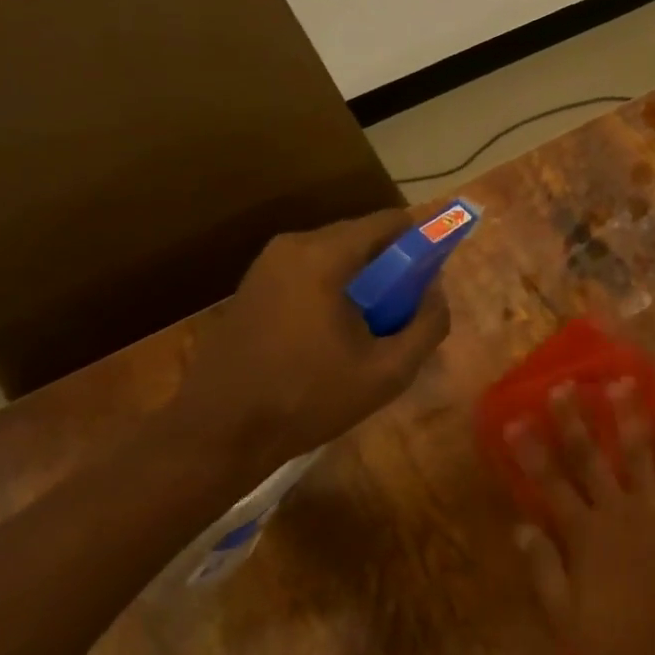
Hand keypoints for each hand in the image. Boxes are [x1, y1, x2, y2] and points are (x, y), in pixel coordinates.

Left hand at [169, 208, 451, 461]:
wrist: (219, 432)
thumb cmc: (308, 399)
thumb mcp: (388, 372)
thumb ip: (427, 325)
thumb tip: (436, 292)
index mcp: (325, 255)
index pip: (390, 222)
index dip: (422, 242)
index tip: (432, 277)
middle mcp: (293, 245)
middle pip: (363, 237)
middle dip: (391, 268)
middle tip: (403, 314)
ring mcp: (267, 264)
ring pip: (336, 256)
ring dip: (362, 282)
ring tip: (370, 331)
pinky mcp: (253, 285)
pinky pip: (310, 272)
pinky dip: (333, 290)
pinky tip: (333, 337)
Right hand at [508, 380, 654, 654]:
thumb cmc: (624, 640)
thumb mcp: (569, 619)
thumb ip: (544, 570)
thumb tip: (520, 528)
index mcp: (585, 535)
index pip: (550, 484)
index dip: (531, 451)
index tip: (516, 419)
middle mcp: (617, 510)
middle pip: (590, 457)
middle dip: (574, 420)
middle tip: (565, 385)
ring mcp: (654, 507)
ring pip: (637, 452)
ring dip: (628, 415)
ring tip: (622, 381)